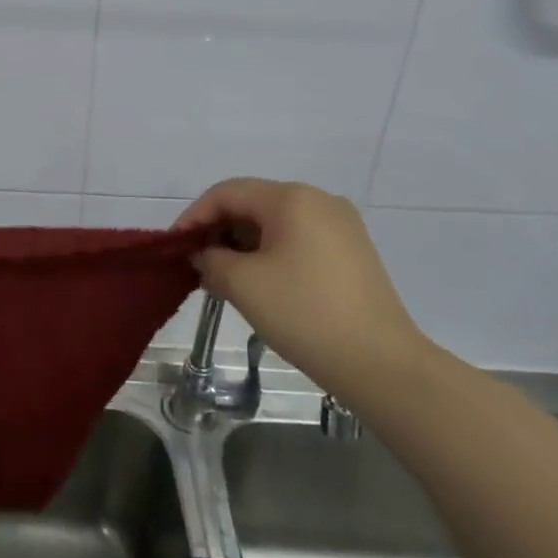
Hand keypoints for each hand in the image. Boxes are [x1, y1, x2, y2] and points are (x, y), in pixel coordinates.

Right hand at [175, 179, 431, 400]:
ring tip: (222, 277)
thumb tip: (204, 255)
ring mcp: (341, 226)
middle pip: (252, 203)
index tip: (175, 246)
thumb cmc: (305, 314)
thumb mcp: (243, 284)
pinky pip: (297, 239)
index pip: (227, 192)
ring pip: (275, 222)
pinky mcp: (352, 252)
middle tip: (196, 264)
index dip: (194, 216)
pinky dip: (270, 254)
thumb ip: (210, 259)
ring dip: (243, 244)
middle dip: (218, 230)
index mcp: (292, 198)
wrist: (382, 365)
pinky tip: (258, 283)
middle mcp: (319, 200)